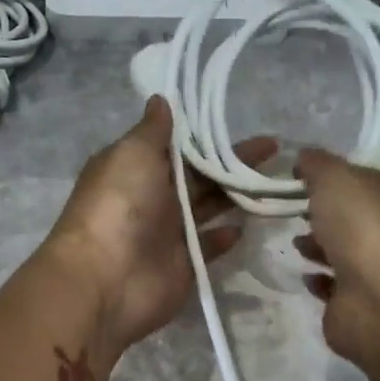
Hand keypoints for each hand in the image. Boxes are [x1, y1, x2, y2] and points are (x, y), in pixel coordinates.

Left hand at [46, 97, 276, 351]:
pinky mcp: (183, 264)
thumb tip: (161, 99)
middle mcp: (151, 197)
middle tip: (273, 148)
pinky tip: (245, 226)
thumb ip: (153, 130)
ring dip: (235, 195)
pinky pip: (208, 246)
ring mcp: (167, 233)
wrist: (106, 280)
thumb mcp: (132, 154)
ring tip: (272, 182)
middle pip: (198, 175)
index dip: (204, 133)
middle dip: (231, 161)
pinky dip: (224, 237)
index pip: (175, 145)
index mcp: (135, 167)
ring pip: (207, 207)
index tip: (236, 121)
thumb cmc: (119, 207)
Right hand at [294, 147, 379, 369]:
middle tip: (287, 210)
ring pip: (337, 251)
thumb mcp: (335, 178)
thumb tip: (303, 158)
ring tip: (293, 243)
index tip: (290, 177)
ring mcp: (369, 268)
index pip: (352, 177)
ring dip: (316, 245)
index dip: (324, 175)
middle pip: (345, 215)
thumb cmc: (363, 227)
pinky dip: (317, 280)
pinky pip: (331, 286)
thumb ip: (316, 164)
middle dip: (318, 212)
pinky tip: (305, 276)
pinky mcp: (353, 302)